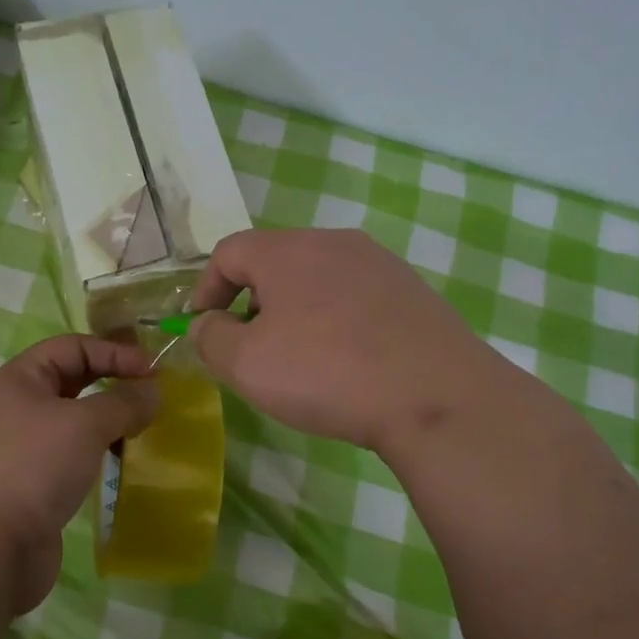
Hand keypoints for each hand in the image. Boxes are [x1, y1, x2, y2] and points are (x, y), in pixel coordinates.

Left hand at [0, 334, 157, 612]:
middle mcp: (14, 408)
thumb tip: (152, 393)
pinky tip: (117, 465)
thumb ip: (124, 402)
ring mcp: (19, 449)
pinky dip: (94, 454)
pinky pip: (68, 456)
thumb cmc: (33, 467)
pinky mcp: (28, 486)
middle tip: (151, 398)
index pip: (72, 347)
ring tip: (140, 432)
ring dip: (106, 422)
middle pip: (71, 382)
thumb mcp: (85, 424)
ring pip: (71, 422)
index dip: (115, 352)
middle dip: (112, 384)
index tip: (154, 372)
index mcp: (18, 380)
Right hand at [189, 228, 513, 456]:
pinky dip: (335, 320)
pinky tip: (347, 362)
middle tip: (251, 348)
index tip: (203, 328)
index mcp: (288, 250)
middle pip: (274, 262)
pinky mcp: (412, 290)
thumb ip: (210, 337)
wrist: (435, 395)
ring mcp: (379, 263)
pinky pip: (355, 297)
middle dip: (251, 302)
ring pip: (317, 279)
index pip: (229, 252)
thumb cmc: (326, 372)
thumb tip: (208, 324)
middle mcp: (333, 242)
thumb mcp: (245, 364)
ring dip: (294, 312)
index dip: (205, 289)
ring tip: (300, 359)